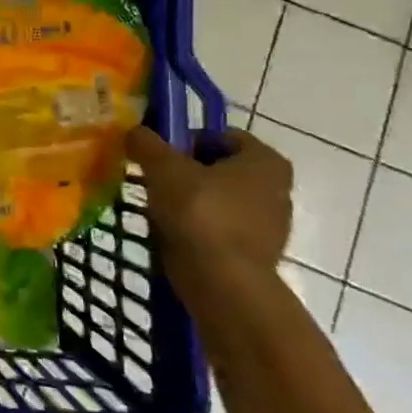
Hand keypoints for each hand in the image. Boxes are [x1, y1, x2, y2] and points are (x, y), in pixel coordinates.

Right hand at [128, 127, 292, 282]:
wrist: (222, 282)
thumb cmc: (200, 213)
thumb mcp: (164, 168)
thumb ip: (147, 143)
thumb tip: (134, 131)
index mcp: (266, 161)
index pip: (222, 136)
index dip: (187, 140)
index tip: (160, 156)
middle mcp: (278, 189)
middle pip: (220, 169)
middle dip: (187, 172)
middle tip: (156, 181)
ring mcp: (270, 225)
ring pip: (219, 200)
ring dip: (190, 202)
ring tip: (160, 210)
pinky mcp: (256, 253)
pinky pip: (220, 229)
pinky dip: (198, 229)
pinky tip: (174, 235)